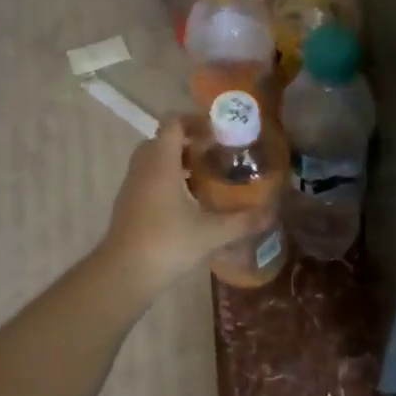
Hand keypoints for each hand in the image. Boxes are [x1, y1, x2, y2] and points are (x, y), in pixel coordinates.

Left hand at [99, 117, 272, 294]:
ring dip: (177, 162)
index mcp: (162, 163)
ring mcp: (132, 186)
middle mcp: (143, 168)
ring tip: (205, 178)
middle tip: (215, 155)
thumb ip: (244, 221)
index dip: (196, 122)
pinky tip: (187, 203)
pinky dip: (167, 180)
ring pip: (154, 160)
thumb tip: (272, 214)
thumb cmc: (168, 244)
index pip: (173, 123)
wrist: (123, 274)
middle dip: (189, 142)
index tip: (219, 134)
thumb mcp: (212, 233)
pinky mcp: (127, 205)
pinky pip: (148, 179)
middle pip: (163, 140)